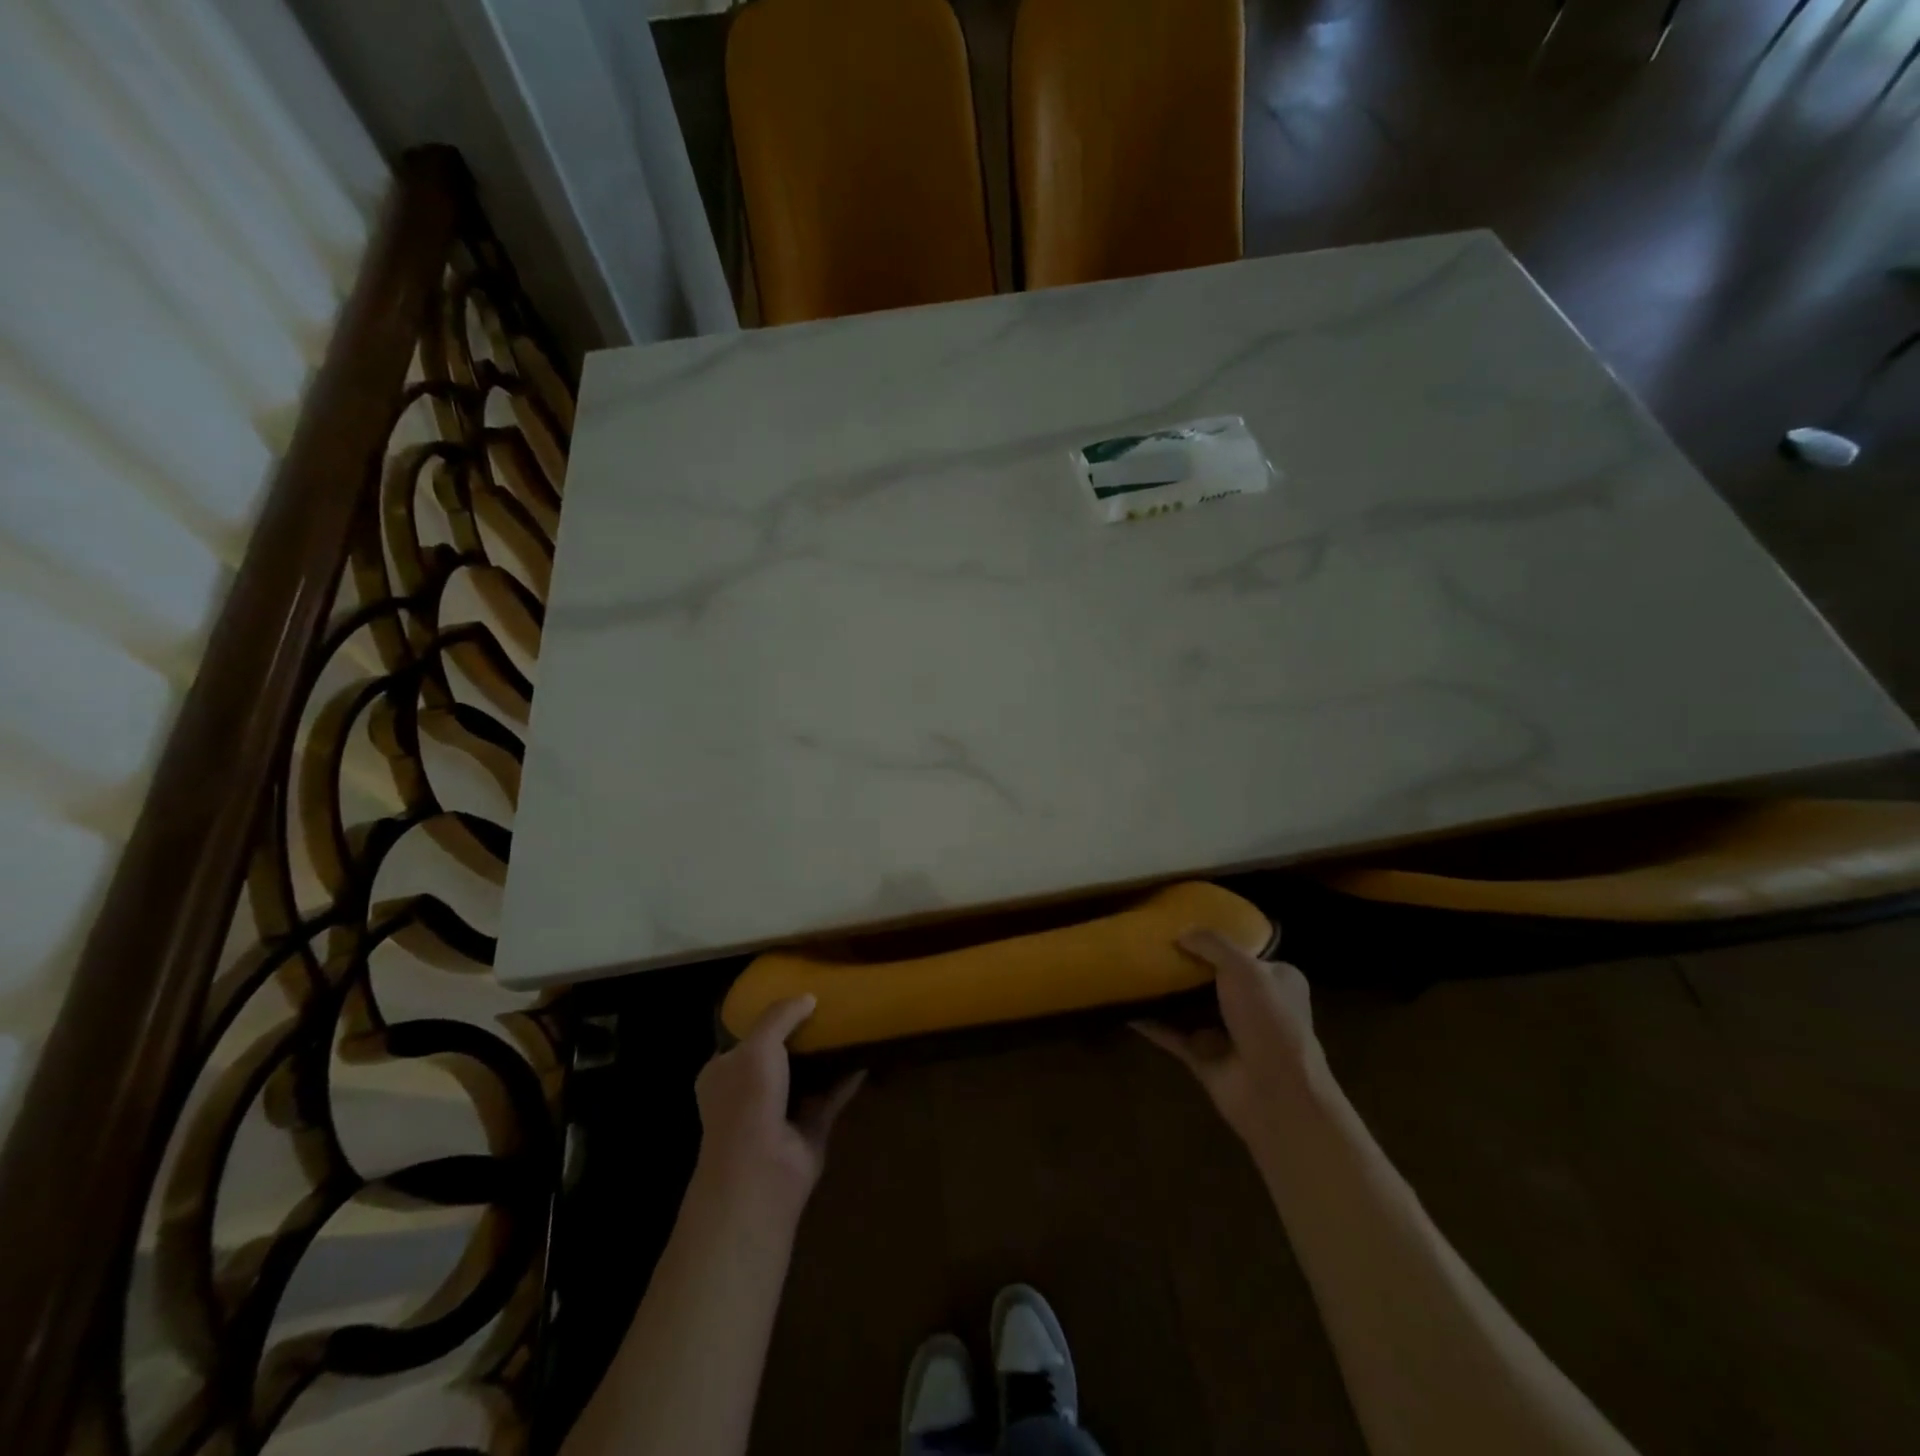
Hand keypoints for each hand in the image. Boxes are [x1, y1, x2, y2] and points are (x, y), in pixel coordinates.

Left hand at [693, 995, 863, 1218]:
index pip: (742, 1039)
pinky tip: (866, 1057)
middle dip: (800, 1035)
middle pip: (777, 1056)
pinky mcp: (808, 1130)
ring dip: (825, 1057)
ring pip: (805, 1077)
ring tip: (849, 1024)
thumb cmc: (747, 1100)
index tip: (793, 995)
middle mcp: (748, 1092)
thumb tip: (808, 997)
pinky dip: (846, 1080)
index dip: (765, 1017)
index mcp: (723, 1072)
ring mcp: (778, 1113)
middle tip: (827, 1006)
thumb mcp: (758, 1045)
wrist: (761, 1171)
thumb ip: (781, 1016)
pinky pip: (830, 1097)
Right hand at [1135, 928, 1320, 1142]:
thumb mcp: (1244, 968)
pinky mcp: (1205, 1058)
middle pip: (1214, 979)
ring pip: (1191, 1007)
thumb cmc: (1268, 1019)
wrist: (1275, 1093)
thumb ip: (1212, 944)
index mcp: (1276, 981)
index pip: (1246, 954)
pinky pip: (1172, 1035)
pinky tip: (1126, 1008)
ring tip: (1134, 969)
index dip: (1218, 940)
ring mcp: (1229, 1034)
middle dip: (1186, 965)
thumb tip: (1182, 932)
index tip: (1186, 925)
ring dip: (1167, 993)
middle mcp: (1255, 1006)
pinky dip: (1151, 1024)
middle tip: (1152, 944)